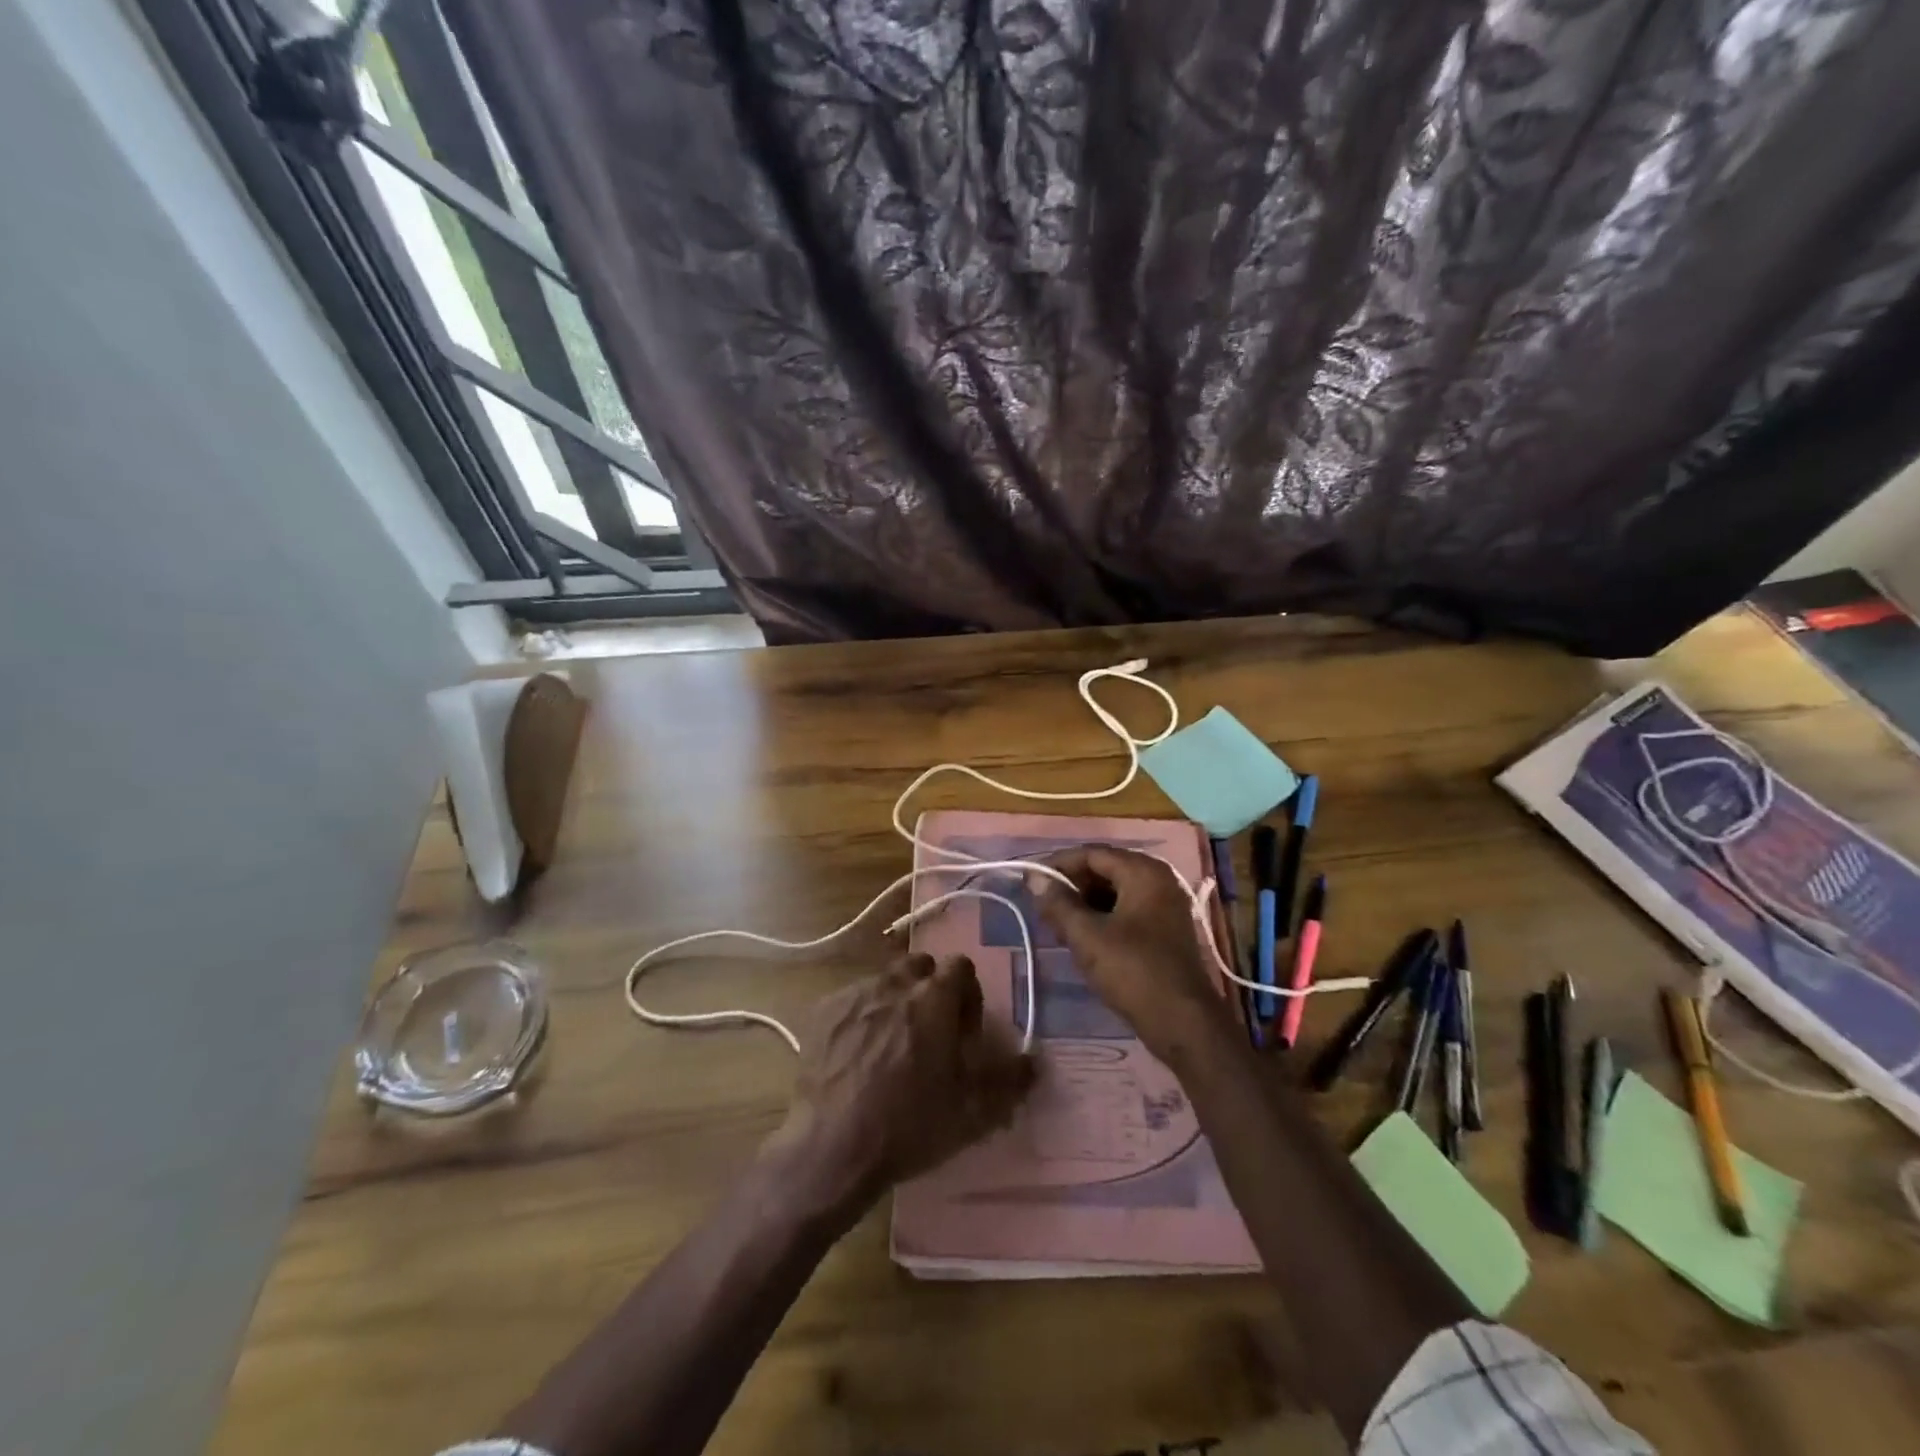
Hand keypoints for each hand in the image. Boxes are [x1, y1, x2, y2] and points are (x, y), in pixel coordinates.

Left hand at [765, 954, 1035, 1219]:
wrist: (835, 1148)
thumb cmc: (911, 1124)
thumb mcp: (973, 1111)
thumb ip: (1009, 1080)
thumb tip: (1033, 1061)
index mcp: (934, 998)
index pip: (960, 966)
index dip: (967, 995)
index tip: (963, 1030)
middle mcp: (894, 983)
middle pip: (920, 966)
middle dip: (929, 989)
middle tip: (928, 1032)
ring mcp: (854, 995)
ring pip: (883, 981)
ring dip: (894, 1001)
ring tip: (890, 1044)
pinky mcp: (822, 1012)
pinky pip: (850, 1000)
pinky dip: (860, 1016)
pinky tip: (856, 1053)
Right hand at [1028, 846, 1234, 1064]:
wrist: (1183, 1023)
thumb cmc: (1133, 971)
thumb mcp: (1087, 936)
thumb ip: (1058, 903)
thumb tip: (1033, 878)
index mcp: (1144, 872)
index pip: (1092, 853)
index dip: (1058, 864)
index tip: (1030, 881)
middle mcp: (1159, 879)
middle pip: (1105, 869)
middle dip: (1071, 885)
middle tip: (1041, 904)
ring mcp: (1165, 904)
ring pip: (1115, 891)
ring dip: (1085, 902)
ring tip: (1056, 922)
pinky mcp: (1165, 928)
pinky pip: (1127, 909)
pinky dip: (1102, 916)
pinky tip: (1081, 936)